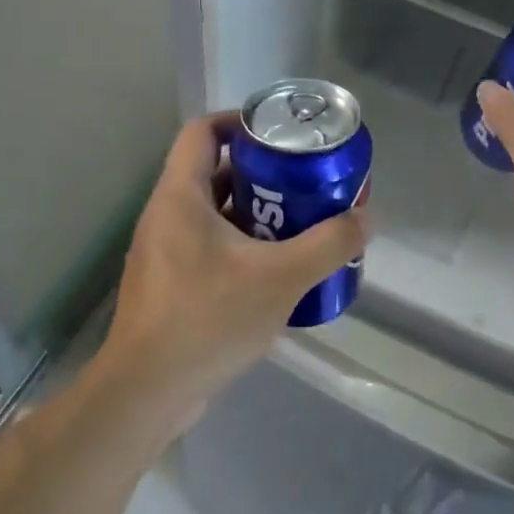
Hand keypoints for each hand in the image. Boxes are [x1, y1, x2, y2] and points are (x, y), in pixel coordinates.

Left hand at [97, 111, 367, 429]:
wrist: (147, 392)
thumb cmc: (208, 318)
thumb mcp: (281, 278)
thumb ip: (328, 245)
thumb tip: (367, 217)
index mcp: (180, 197)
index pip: (203, 131)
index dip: (240, 121)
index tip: (280, 135)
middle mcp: (165, 215)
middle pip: (213, 172)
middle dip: (260, 174)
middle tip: (302, 184)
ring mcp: (162, 252)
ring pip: (212, 213)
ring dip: (253, 213)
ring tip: (297, 225)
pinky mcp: (167, 284)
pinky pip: (206, 247)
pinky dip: (240, 246)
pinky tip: (273, 272)